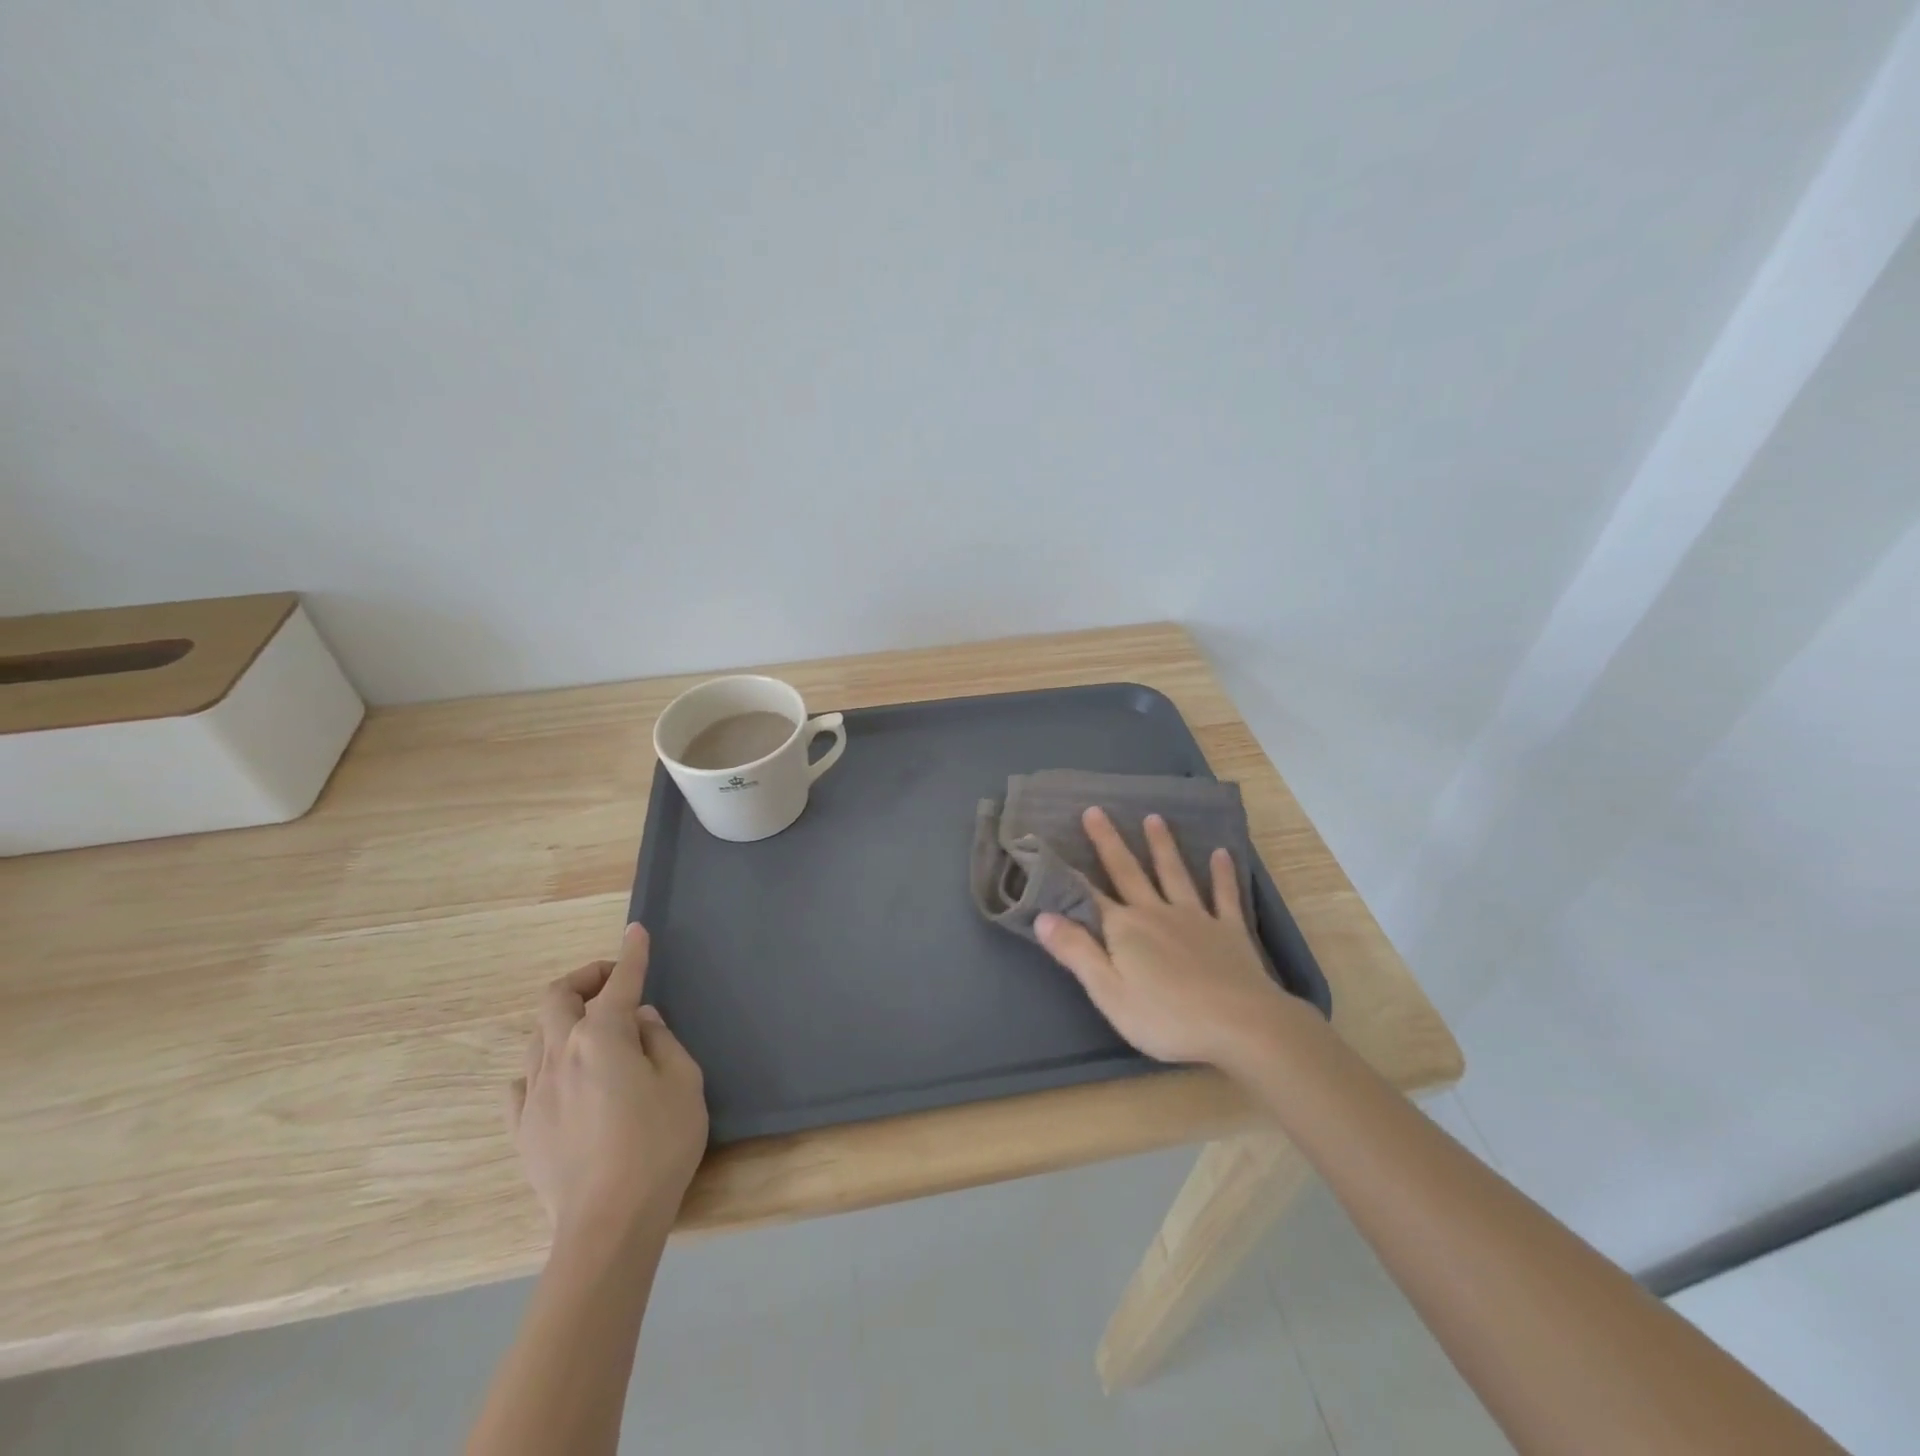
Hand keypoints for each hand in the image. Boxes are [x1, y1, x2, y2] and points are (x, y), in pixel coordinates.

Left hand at [508, 924, 707, 1248]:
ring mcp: (534, 1092)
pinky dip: (541, 1065)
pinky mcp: (522, 1127)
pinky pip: (521, 1081)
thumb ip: (661, 1042)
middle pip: (556, 998)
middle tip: (611, 984)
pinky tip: (560, 1077)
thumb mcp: (684, 1083)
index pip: (619, 982)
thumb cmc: (659, 1145)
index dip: (631, 954)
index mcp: (602, 1037)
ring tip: (592, 1032)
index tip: (636, 932)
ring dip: (563, 1019)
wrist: (607, 1225)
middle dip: (584, 979)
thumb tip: (640, 1021)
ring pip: (536, 1035)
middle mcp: (561, 1053)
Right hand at [1036, 807, 1297, 1071]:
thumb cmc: (1167, 1017)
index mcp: (1125, 930)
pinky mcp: (1230, 931)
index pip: (1089, 897)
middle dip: (1109, 842)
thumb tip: (1042, 916)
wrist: (1241, 1024)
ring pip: (1174, 874)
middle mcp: (1157, 913)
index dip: (1069, 875)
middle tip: (1096, 810)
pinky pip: (1224, 896)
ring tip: (1153, 817)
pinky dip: (1222, 874)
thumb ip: (1076, 952)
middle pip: (1128, 872)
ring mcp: (1196, 918)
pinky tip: (1222, 854)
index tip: (1052, 848)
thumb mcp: (1109, 993)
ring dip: (1162, 846)